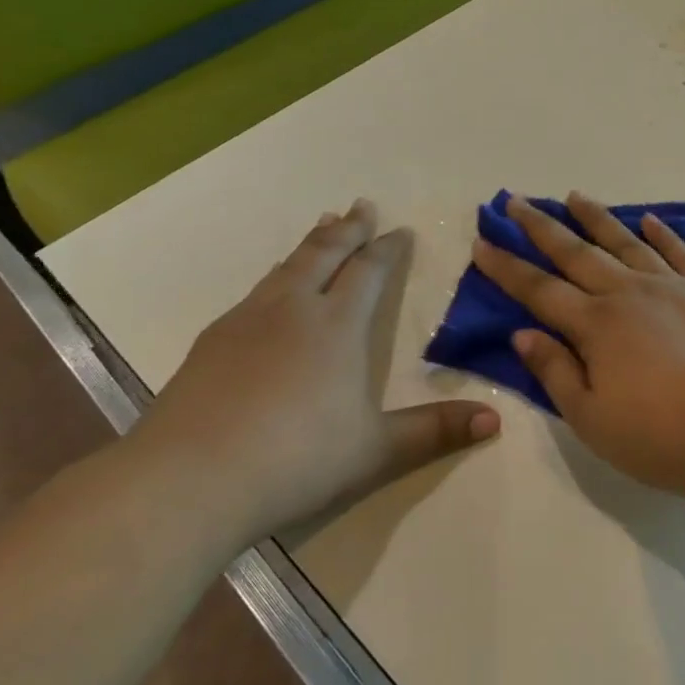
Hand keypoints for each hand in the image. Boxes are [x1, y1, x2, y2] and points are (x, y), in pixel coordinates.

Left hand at [136, 199, 499, 548]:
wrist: (188, 480)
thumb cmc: (296, 459)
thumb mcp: (376, 450)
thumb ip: (435, 431)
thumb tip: (495, 420)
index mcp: (338, 326)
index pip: (369, 272)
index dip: (387, 248)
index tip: (400, 231)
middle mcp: (294, 309)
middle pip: (325, 253)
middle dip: (348, 228)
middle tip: (361, 205)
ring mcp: (247, 321)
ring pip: (287, 267)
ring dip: (310, 244)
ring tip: (322, 226)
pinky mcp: (211, 342)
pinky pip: (256, 292)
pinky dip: (277, 276)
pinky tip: (272, 290)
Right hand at [471, 192, 684, 498]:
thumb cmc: (662, 435)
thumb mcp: (592, 418)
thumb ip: (556, 371)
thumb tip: (524, 333)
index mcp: (597, 325)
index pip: (540, 290)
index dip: (507, 268)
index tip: (482, 242)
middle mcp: (630, 293)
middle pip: (578, 253)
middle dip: (542, 227)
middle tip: (517, 201)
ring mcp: (673, 288)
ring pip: (626, 243)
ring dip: (597, 218)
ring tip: (575, 197)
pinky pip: (680, 254)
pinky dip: (662, 234)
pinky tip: (648, 221)